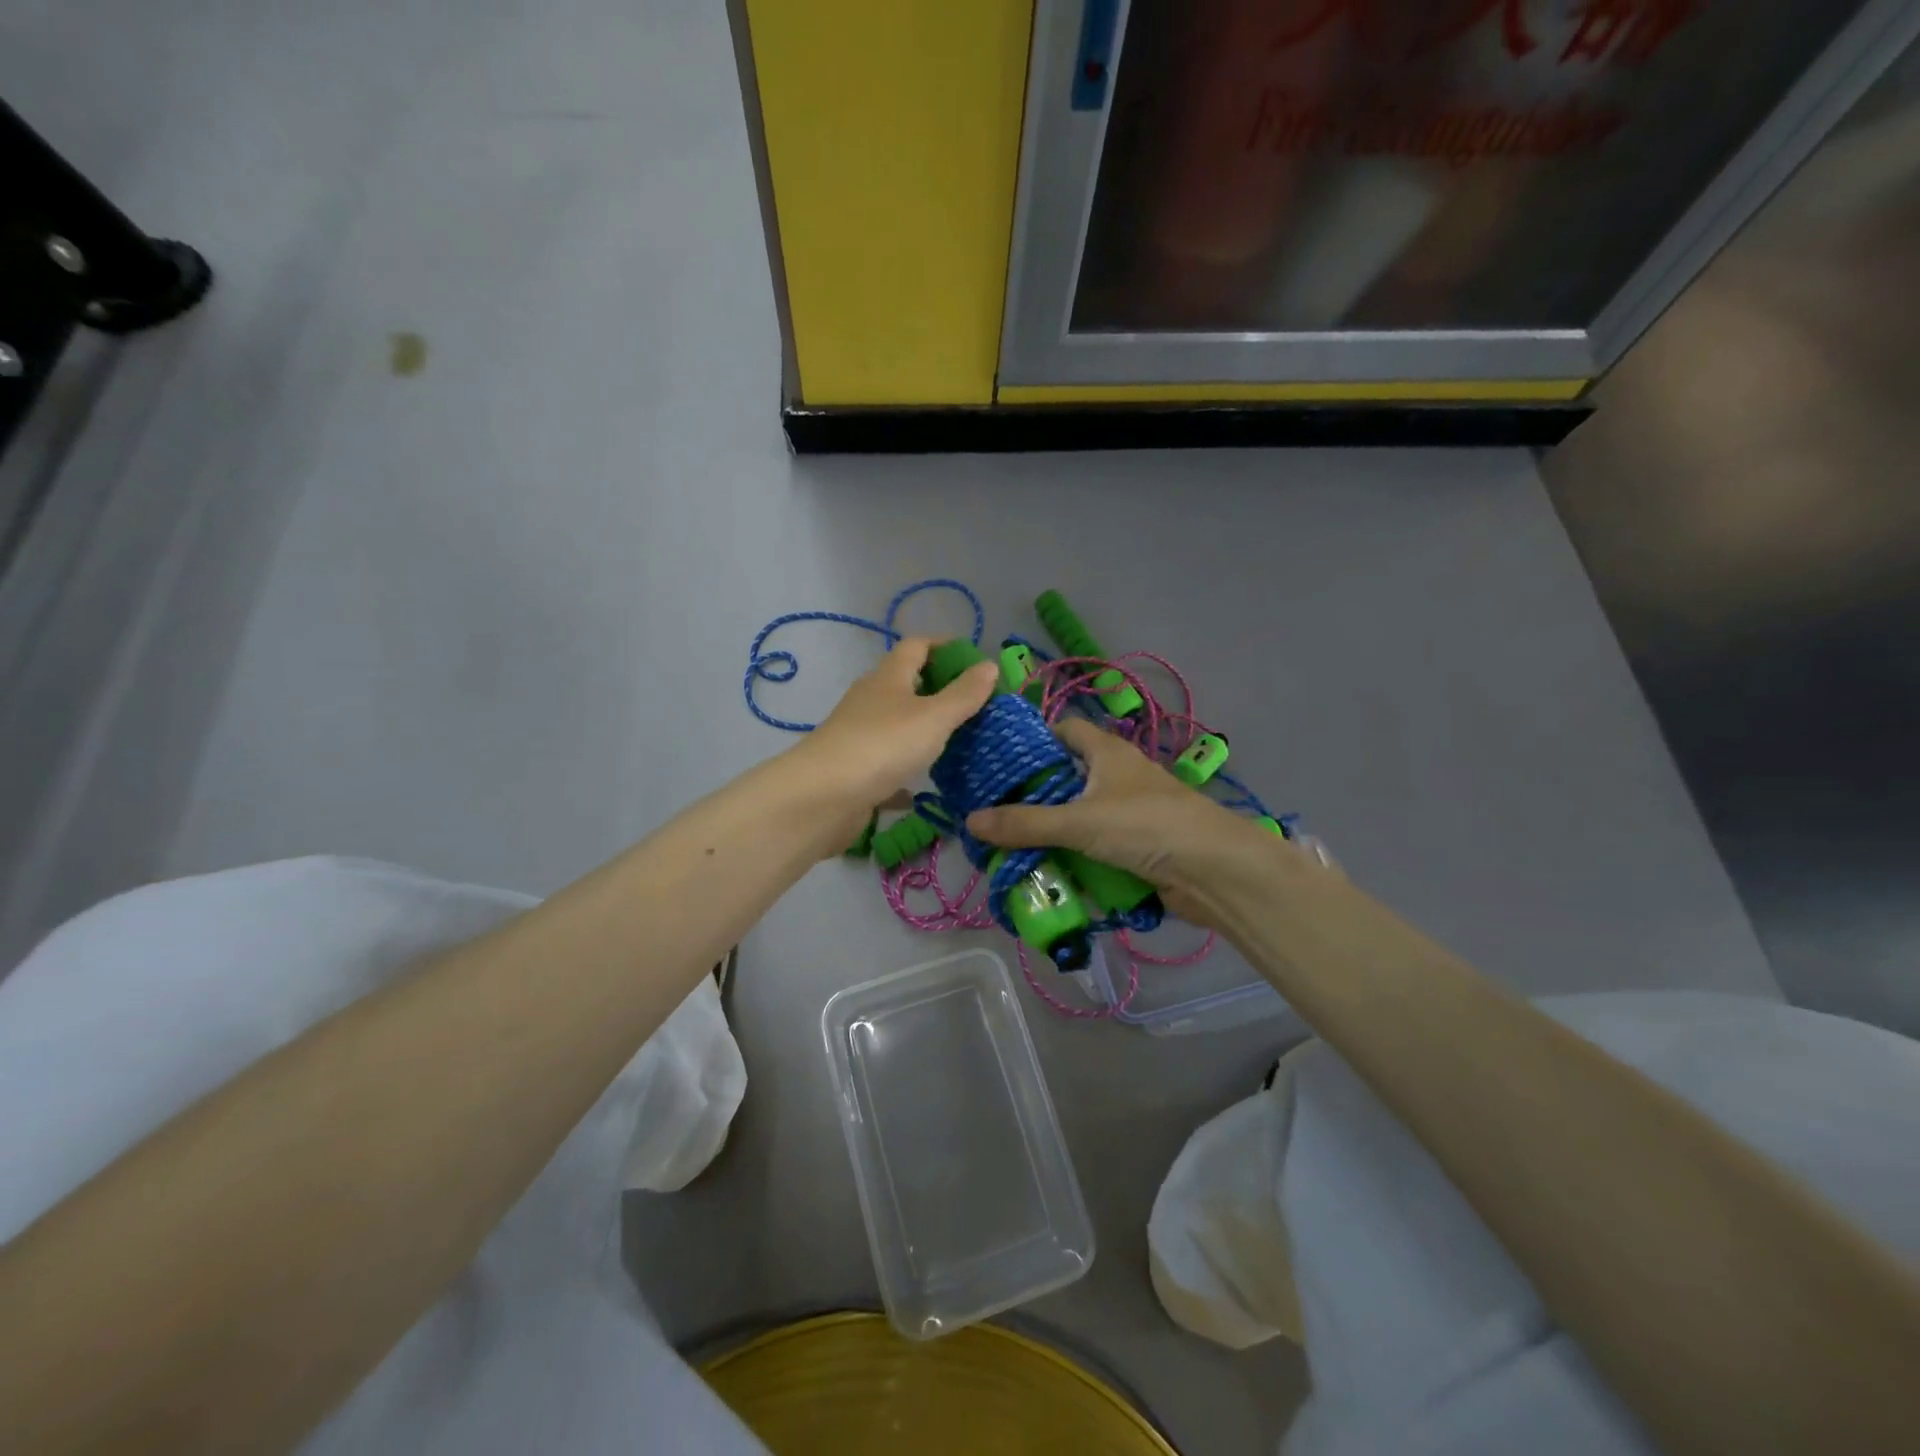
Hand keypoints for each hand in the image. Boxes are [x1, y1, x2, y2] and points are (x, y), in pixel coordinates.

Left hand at [791, 637, 998, 848]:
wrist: (822, 797)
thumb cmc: (883, 745)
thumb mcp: (934, 717)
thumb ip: (964, 694)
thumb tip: (989, 665)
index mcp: (889, 677)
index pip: (917, 645)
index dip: (945, 646)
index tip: (975, 661)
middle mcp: (871, 699)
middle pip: (906, 683)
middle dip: (939, 689)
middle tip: (976, 705)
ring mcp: (860, 735)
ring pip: (897, 723)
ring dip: (923, 728)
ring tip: (959, 742)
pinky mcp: (856, 769)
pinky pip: (888, 763)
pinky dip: (907, 769)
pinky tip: (926, 786)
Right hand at [966, 718, 1320, 926]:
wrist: (1215, 871)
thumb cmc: (1146, 826)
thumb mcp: (1079, 821)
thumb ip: (1025, 823)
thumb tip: (970, 821)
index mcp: (1106, 752)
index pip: (1064, 730)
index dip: (1032, 740)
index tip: (997, 761)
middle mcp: (1117, 775)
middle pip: (1067, 777)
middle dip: (1033, 795)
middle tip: (993, 811)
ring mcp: (1129, 812)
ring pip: (1080, 816)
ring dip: (1052, 831)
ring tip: (1009, 845)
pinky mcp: (1137, 845)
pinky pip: (1095, 846)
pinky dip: (1074, 856)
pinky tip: (1047, 869)